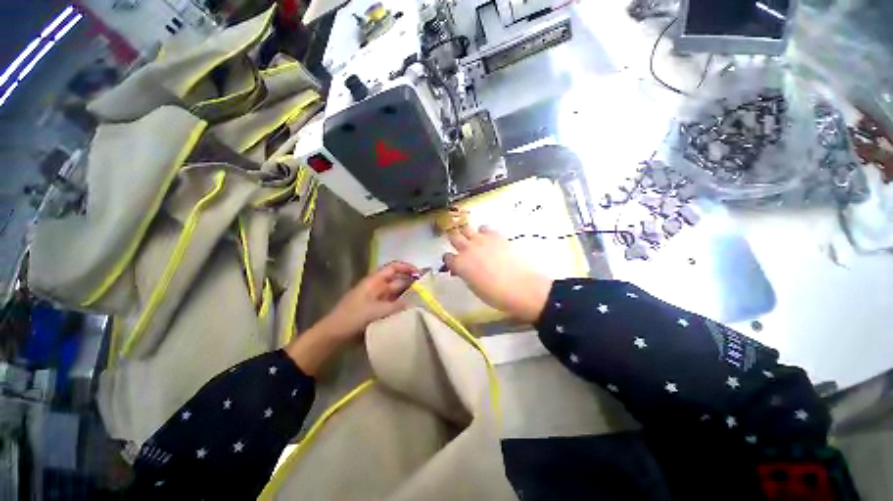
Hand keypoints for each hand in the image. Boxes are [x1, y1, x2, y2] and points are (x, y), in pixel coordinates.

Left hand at [317, 261, 419, 340]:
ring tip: (425, 301)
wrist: (335, 336)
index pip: (393, 267)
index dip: (407, 267)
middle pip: (398, 281)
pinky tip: (413, 312)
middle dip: (412, 283)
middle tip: (429, 290)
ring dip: (409, 296)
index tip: (421, 274)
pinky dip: (404, 307)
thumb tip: (414, 304)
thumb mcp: (375, 311)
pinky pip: (395, 306)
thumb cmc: (352, 318)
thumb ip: (396, 306)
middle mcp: (378, 288)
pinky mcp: (380, 311)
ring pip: (398, 294)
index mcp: (374, 281)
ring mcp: (379, 300)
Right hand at [443, 225, 551, 322]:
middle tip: (459, 245)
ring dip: (467, 233)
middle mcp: (467, 249)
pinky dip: (484, 232)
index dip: (449, 260)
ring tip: (473, 239)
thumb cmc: (494, 294)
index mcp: (459, 264)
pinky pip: (485, 228)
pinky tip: (488, 239)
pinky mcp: (495, 236)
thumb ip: (465, 274)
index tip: (453, 263)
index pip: (447, 257)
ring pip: (467, 228)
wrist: (520, 287)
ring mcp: (481, 240)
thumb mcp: (473, 287)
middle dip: (454, 240)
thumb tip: (462, 269)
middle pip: (454, 237)